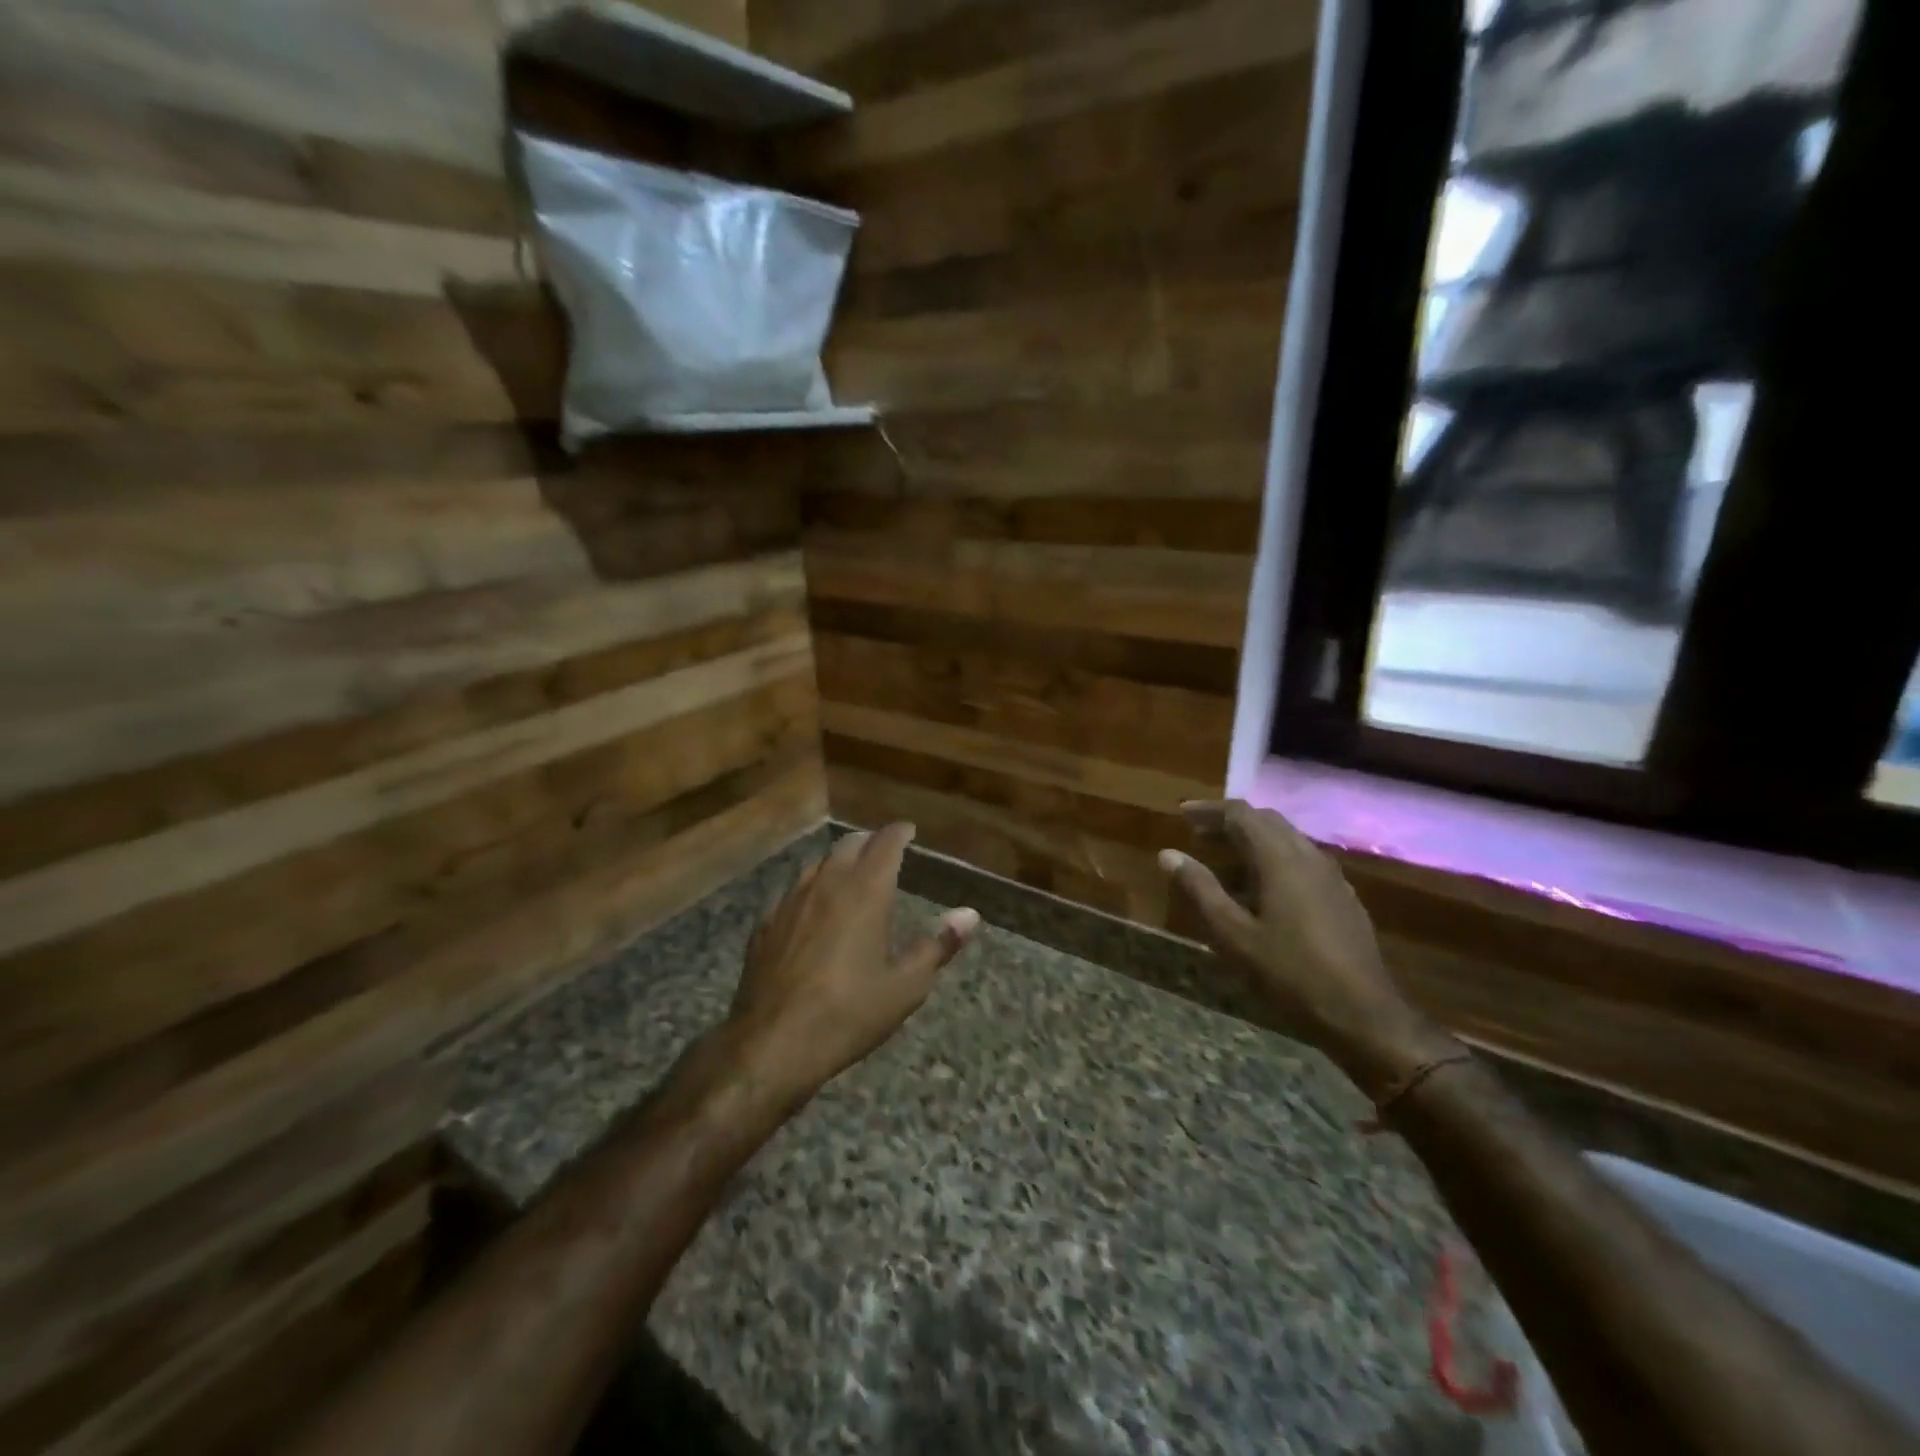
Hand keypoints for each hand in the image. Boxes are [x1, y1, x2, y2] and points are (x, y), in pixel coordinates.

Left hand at [727, 824, 978, 1103]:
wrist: (773, 1042)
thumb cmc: (849, 1013)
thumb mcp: (906, 986)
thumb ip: (938, 945)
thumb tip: (969, 914)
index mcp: (865, 892)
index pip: (885, 844)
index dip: (899, 833)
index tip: (908, 830)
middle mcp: (827, 885)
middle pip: (848, 845)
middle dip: (869, 841)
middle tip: (883, 849)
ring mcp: (790, 902)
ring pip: (817, 864)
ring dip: (838, 862)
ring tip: (850, 874)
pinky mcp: (765, 924)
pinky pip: (793, 892)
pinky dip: (811, 889)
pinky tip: (812, 909)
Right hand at [1159, 801, 1456, 1096]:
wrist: (1364, 1015)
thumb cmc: (1290, 973)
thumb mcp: (1233, 934)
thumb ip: (1200, 889)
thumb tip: (1168, 854)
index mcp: (1281, 858)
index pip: (1242, 814)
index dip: (1209, 810)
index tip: (1182, 814)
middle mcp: (1309, 856)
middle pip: (1266, 821)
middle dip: (1230, 823)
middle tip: (1198, 835)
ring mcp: (1331, 876)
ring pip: (1286, 840)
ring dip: (1252, 841)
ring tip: (1222, 863)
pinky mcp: (1342, 897)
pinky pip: (1302, 861)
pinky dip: (1273, 860)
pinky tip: (1260, 891)